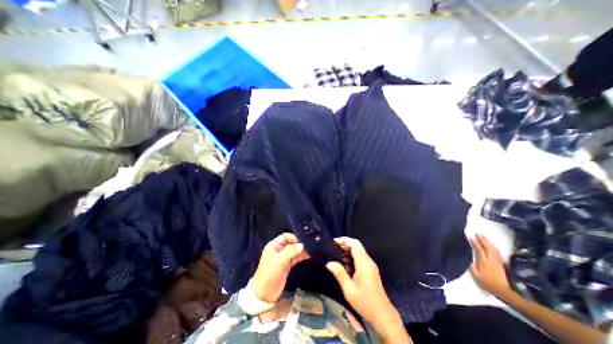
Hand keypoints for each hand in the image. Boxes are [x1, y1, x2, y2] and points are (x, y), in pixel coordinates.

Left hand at [250, 234, 308, 302]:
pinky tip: (308, 256)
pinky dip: (301, 256)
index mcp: (274, 246)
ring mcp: (283, 258)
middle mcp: (279, 250)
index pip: (285, 236)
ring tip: (310, 251)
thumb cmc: (270, 274)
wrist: (265, 294)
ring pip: (294, 250)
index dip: (293, 238)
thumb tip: (302, 245)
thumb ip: (290, 251)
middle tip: (309, 246)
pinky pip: (295, 258)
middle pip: (291, 243)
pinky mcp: (287, 265)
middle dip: (299, 244)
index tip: (302, 242)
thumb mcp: (279, 261)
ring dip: (301, 250)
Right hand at [325, 236, 397, 325]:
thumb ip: (340, 274)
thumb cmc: (365, 302)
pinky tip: (344, 264)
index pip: (355, 244)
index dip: (344, 240)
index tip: (334, 242)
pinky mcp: (370, 270)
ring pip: (358, 251)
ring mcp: (370, 265)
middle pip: (356, 246)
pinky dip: (351, 257)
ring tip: (336, 255)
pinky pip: (360, 258)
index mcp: (364, 263)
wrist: (383, 315)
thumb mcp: (349, 290)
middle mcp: (368, 261)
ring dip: (347, 251)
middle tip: (333, 248)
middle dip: (345, 244)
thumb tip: (329, 263)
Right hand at [471, 234, 510, 294]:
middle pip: (487, 247)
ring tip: (483, 237)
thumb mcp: (475, 274)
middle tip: (477, 233)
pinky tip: (491, 245)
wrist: (502, 290)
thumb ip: (472, 266)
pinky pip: (497, 252)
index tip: (470, 236)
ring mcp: (497, 261)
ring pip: (493, 249)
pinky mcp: (501, 264)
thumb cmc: (486, 282)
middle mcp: (491, 259)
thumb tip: (471, 260)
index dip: (475, 242)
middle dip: (482, 240)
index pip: (479, 249)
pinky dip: (493, 247)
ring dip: (488, 242)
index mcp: (483, 261)